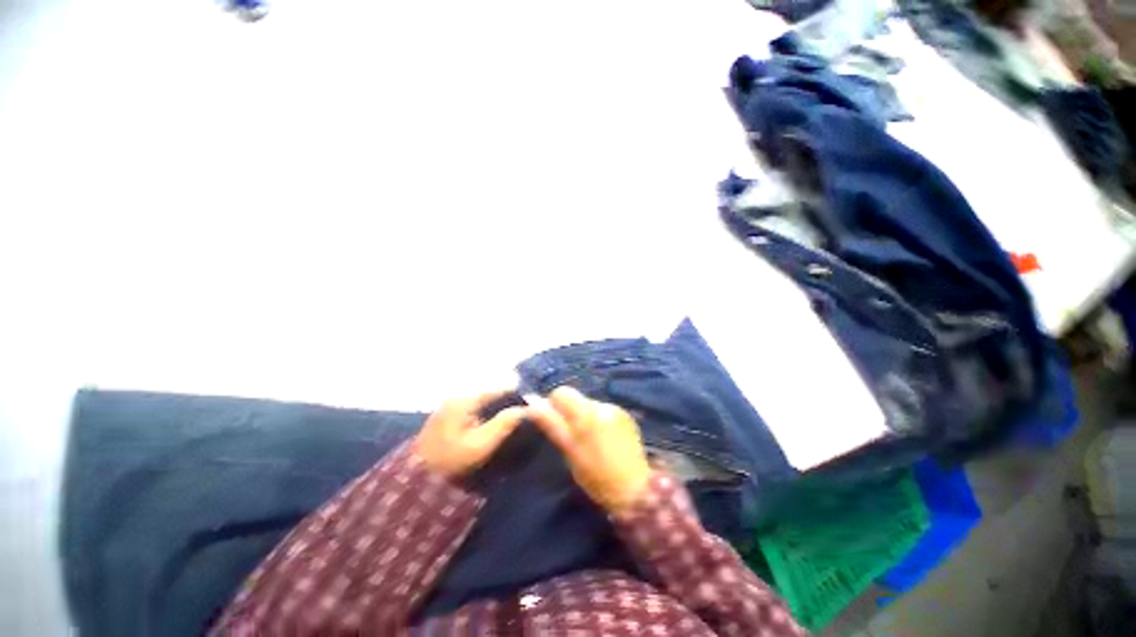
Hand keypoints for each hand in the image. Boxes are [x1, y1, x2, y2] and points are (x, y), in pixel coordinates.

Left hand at [415, 390, 526, 477]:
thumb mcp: (481, 445)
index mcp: (465, 399)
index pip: (498, 388)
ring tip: (514, 414)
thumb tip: (525, 409)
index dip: (516, 393)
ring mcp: (451, 403)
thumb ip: (504, 423)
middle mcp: (457, 395)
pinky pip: (474, 405)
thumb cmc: (452, 461)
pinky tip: (495, 420)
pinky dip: (486, 410)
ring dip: (497, 405)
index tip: (532, 401)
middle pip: (490, 391)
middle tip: (525, 410)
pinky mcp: (448, 413)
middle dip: (507, 398)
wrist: (417, 479)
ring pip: (483, 398)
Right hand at [528, 386, 652, 512]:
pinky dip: (598, 421)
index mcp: (586, 413)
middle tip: (571, 437)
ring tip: (588, 441)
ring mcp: (616, 409)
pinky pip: (604, 411)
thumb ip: (552, 424)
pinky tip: (603, 440)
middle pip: (577, 398)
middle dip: (569, 413)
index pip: (562, 392)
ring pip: (589, 405)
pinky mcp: (626, 416)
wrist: (635, 489)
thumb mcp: (569, 452)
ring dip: (584, 417)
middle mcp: (602, 405)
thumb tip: (533, 405)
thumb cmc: (596, 475)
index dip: (553, 405)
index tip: (554, 423)